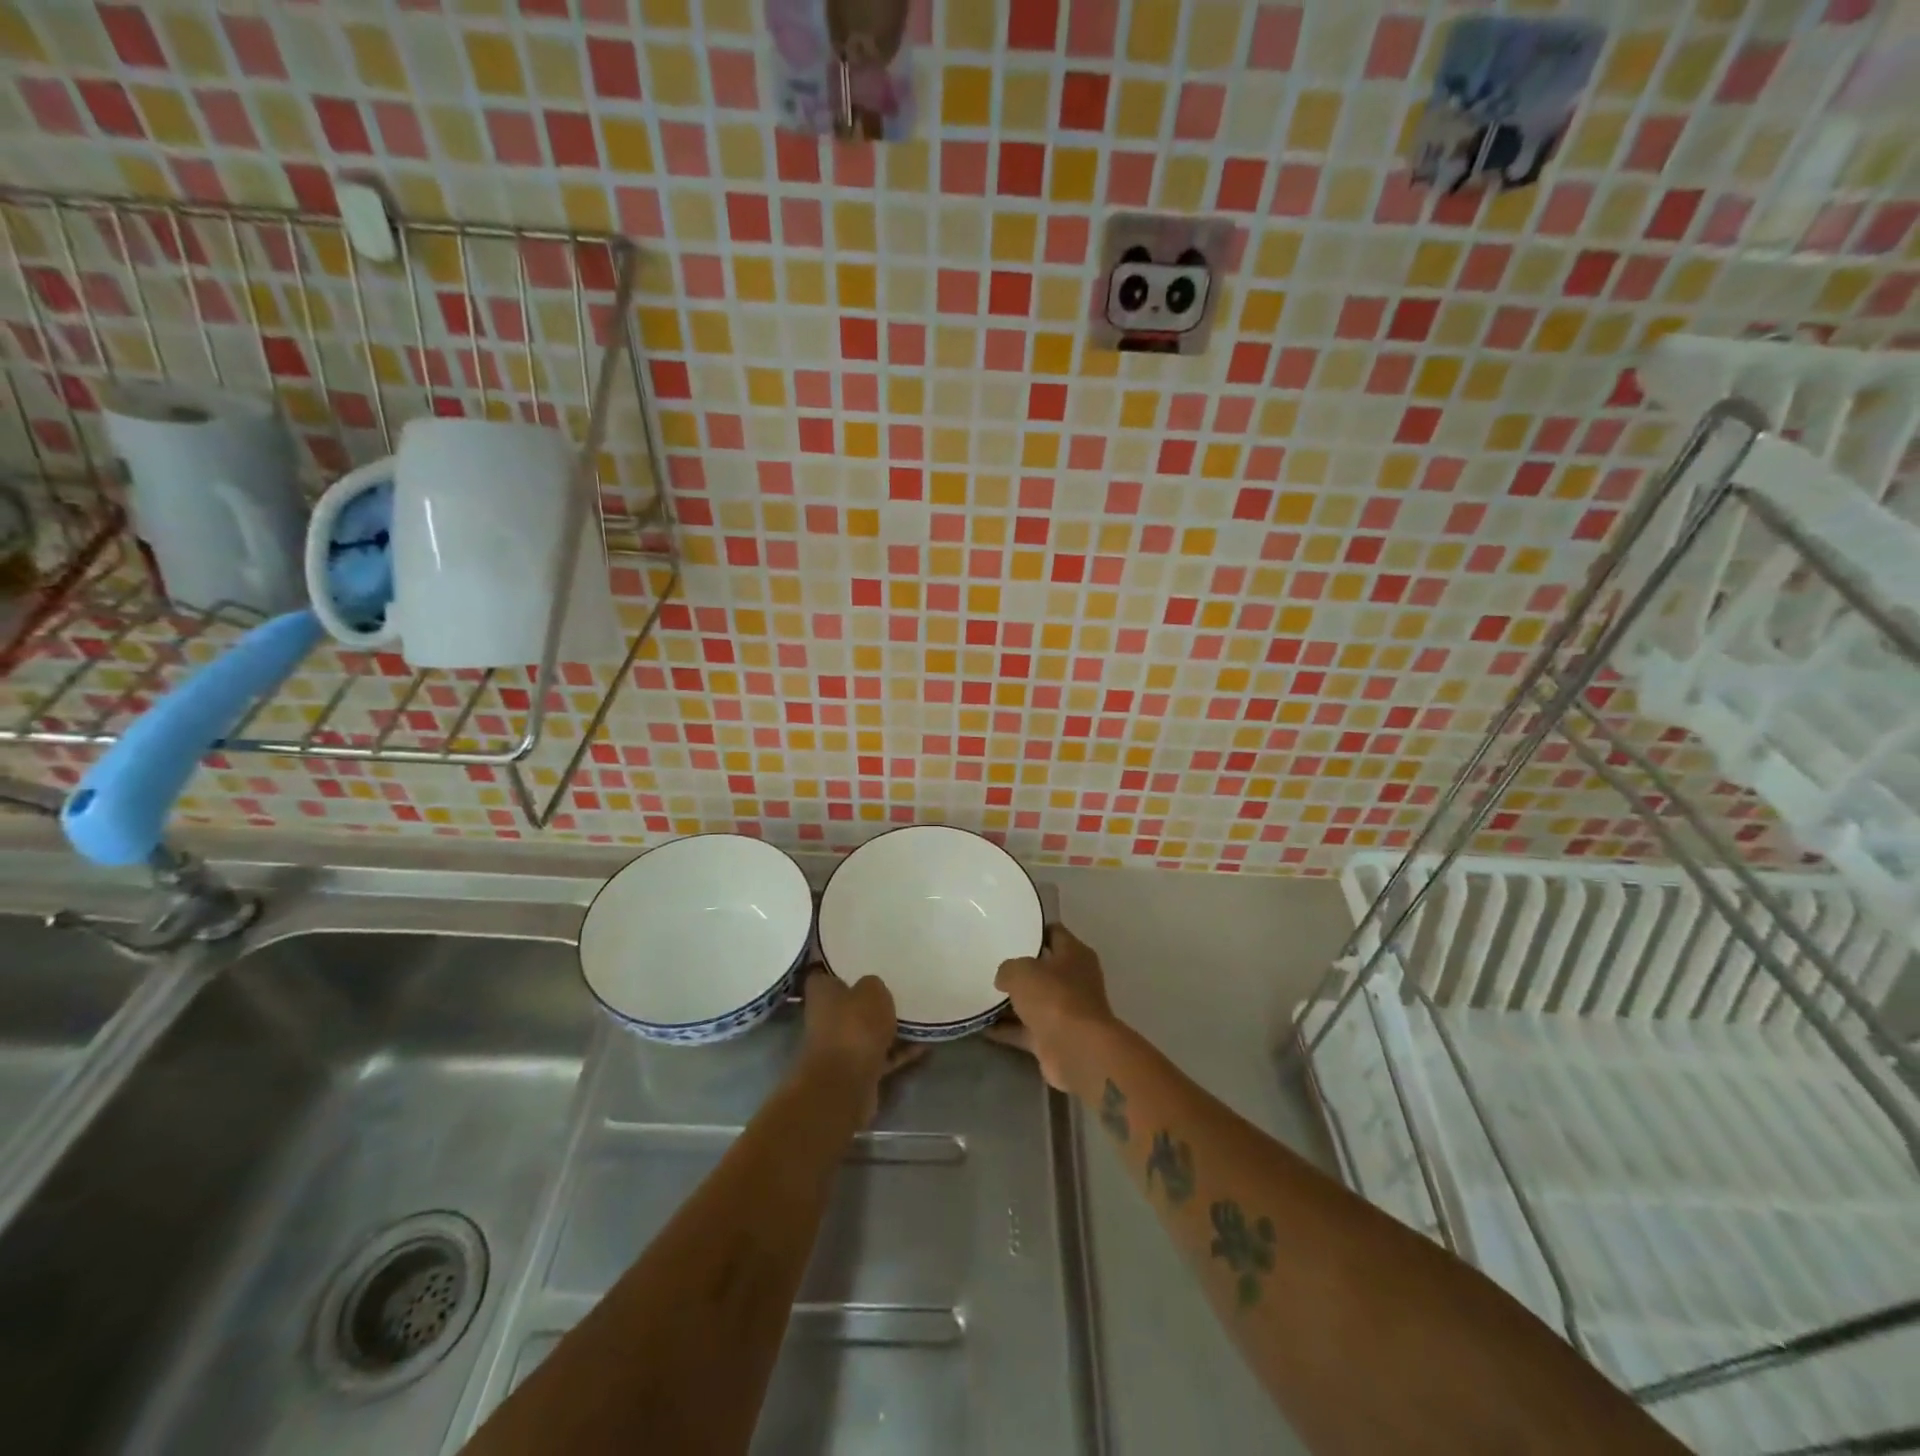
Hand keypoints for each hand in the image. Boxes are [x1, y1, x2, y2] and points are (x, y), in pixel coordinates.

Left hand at [798, 969, 922, 1120]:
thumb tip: (871, 988)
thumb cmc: (854, 1026)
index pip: (823, 973)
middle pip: (847, 1004)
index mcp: (822, 993)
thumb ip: (873, 984)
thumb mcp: (872, 990)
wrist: (846, 1083)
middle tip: (895, 985)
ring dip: (887, 1027)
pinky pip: (882, 1055)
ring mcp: (840, 1047)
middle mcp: (826, 1018)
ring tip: (916, 1013)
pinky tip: (924, 1044)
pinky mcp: (856, 1070)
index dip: (837, 966)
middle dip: (867, 998)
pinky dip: (899, 1051)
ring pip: (866, 1031)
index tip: (857, 959)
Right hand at [993, 925, 1117, 1092]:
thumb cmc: (1054, 997)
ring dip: (1010, 1002)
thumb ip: (1008, 968)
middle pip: (1043, 969)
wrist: (1076, 1051)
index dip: (1032, 930)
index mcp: (1075, 954)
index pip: (1053, 932)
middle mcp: (1074, 980)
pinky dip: (1007, 1029)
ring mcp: (1066, 1011)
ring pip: (1034, 1001)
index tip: (1007, 930)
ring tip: (979, 993)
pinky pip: (1025, 1029)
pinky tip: (981, 1025)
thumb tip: (1004, 978)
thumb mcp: (1021, 971)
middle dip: (1019, 968)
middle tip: (988, 962)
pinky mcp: (1055, 1039)